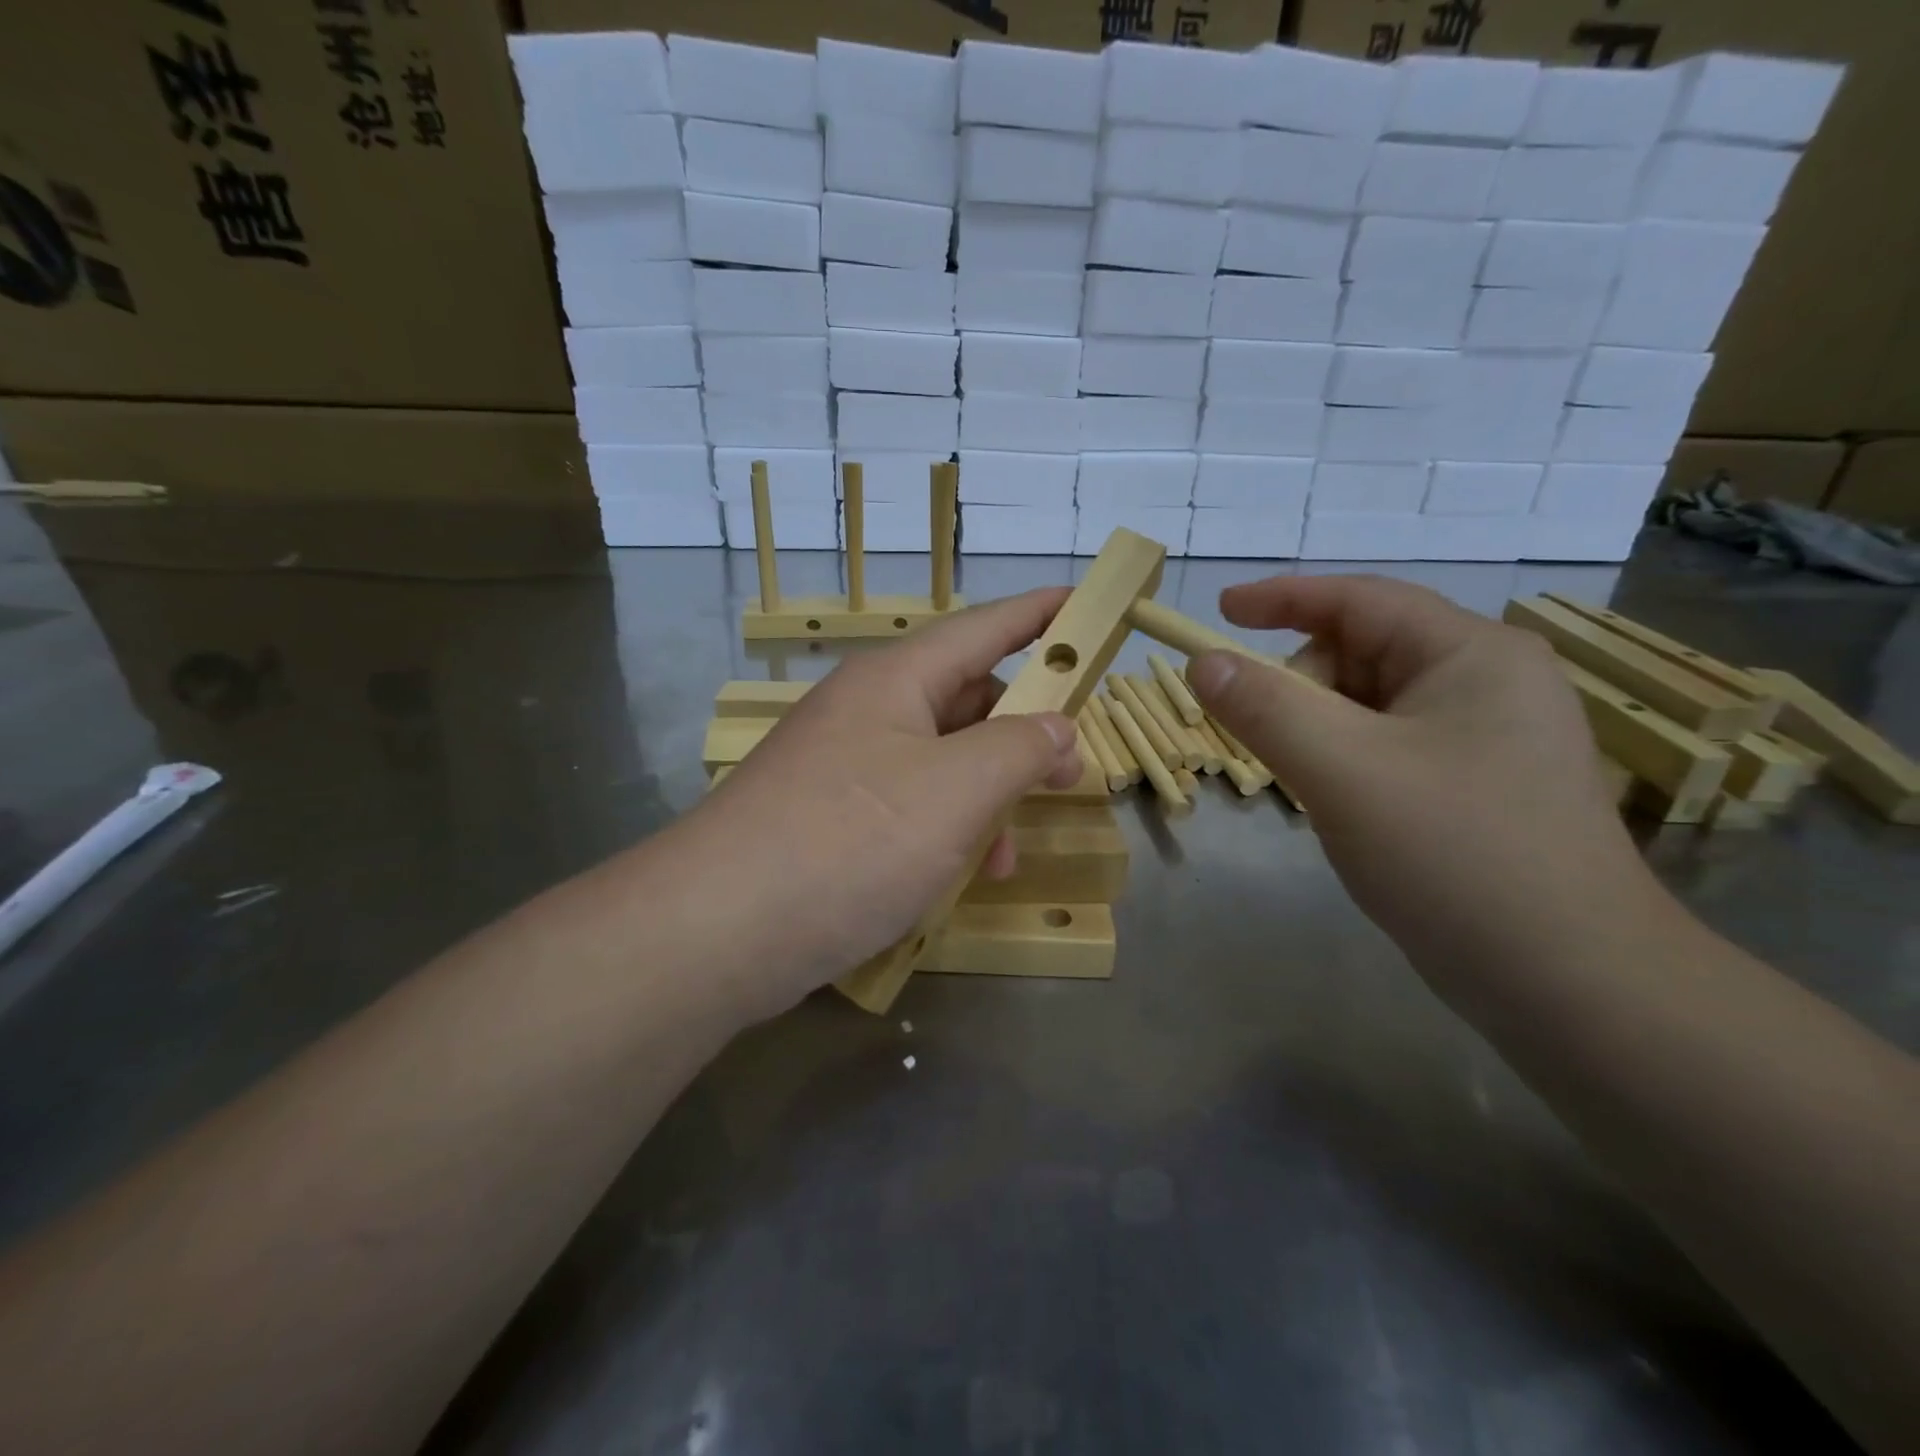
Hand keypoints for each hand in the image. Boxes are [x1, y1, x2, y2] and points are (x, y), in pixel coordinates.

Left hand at [681, 589, 1083, 1014]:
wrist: (717, 930)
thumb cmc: (850, 840)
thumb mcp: (956, 790)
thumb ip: (1020, 748)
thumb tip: (1057, 727)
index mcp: (896, 680)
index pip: (983, 627)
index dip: (1040, 613)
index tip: (1086, 601)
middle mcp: (867, 712)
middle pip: (965, 699)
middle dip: (1022, 733)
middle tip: (1069, 771)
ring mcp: (844, 767)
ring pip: (941, 762)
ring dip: (986, 798)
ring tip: (1009, 854)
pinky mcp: (830, 819)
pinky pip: (909, 806)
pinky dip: (946, 832)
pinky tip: (959, 877)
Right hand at [1186, 575, 1665, 981]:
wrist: (1572, 985)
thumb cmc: (1456, 855)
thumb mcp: (1343, 771)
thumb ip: (1264, 708)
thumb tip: (1203, 662)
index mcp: (1472, 654)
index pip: (1360, 599)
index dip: (1282, 597)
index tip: (1218, 610)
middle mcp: (1488, 683)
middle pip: (1364, 653)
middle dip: (1303, 684)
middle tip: (1270, 740)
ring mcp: (1488, 740)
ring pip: (1372, 707)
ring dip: (1322, 731)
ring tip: (1312, 785)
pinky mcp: (1479, 788)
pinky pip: (1389, 749)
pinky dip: (1348, 762)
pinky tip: (1344, 807)